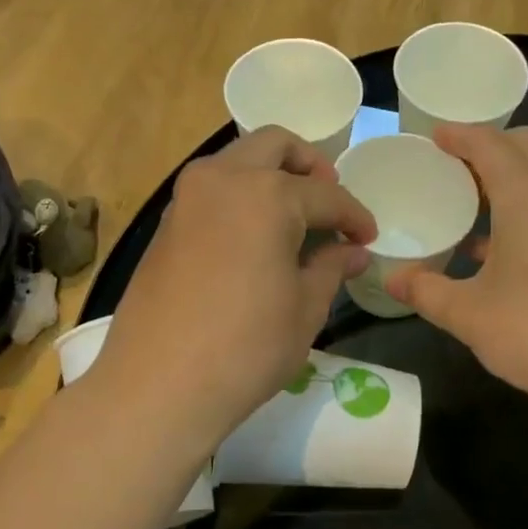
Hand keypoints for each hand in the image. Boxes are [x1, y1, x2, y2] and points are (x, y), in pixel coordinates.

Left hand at [92, 128, 376, 452]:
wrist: (159, 384)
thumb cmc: (247, 346)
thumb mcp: (306, 307)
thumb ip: (332, 266)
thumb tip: (353, 250)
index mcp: (268, 193)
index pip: (326, 194)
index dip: (354, 215)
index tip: (368, 237)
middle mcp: (224, 179)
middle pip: (274, 144)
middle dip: (309, 165)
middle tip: (327, 202)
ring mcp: (187, 198)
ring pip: (237, 160)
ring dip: (269, 174)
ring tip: (293, 218)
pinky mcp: (165, 223)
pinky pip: (212, 189)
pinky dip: (240, 196)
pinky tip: (255, 237)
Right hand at [386, 125, 527, 398]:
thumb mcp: (470, 314)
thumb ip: (428, 292)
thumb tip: (393, 281)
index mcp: (527, 192)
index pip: (488, 143)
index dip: (458, 135)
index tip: (433, 136)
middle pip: (525, 144)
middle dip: (490, 146)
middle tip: (456, 166)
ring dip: (515, 173)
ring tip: (480, 201)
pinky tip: (510, 242)